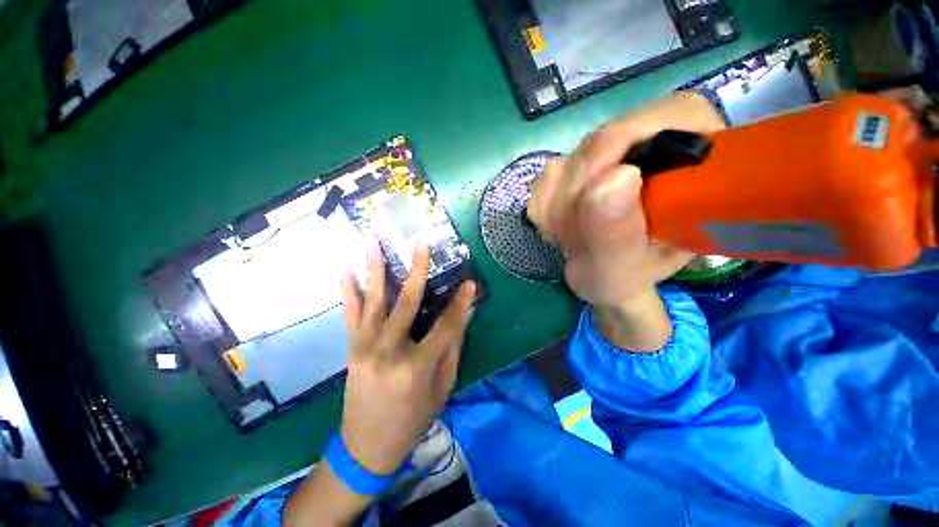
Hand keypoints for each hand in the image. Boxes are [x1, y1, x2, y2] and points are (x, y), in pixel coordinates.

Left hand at [285, 244, 475, 525]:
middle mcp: (389, 350)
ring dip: (375, 269)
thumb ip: (453, 346)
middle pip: (408, 301)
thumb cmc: (413, 418)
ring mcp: (366, 347)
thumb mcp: (442, 386)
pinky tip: (345, 270)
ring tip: (373, 242)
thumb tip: (465, 313)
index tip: (470, 283)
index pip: (445, 325)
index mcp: (417, 365)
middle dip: (418, 268)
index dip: (460, 303)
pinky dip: (348, 291)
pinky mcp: (353, 348)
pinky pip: (350, 314)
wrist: (368, 445)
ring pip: (374, 300)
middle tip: (422, 242)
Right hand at [528, 92, 724, 350]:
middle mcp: (654, 143)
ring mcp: (612, 155)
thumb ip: (617, 237)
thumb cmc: (629, 286)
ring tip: (574, 239)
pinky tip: (561, 229)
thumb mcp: (626, 273)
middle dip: (578, 200)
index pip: (655, 119)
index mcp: (693, 154)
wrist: (612, 286)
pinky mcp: (579, 171)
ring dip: (560, 208)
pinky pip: (547, 179)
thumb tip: (611, 178)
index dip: (616, 161)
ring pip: (564, 164)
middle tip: (584, 240)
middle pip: (596, 145)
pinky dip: (546, 208)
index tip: (600, 210)